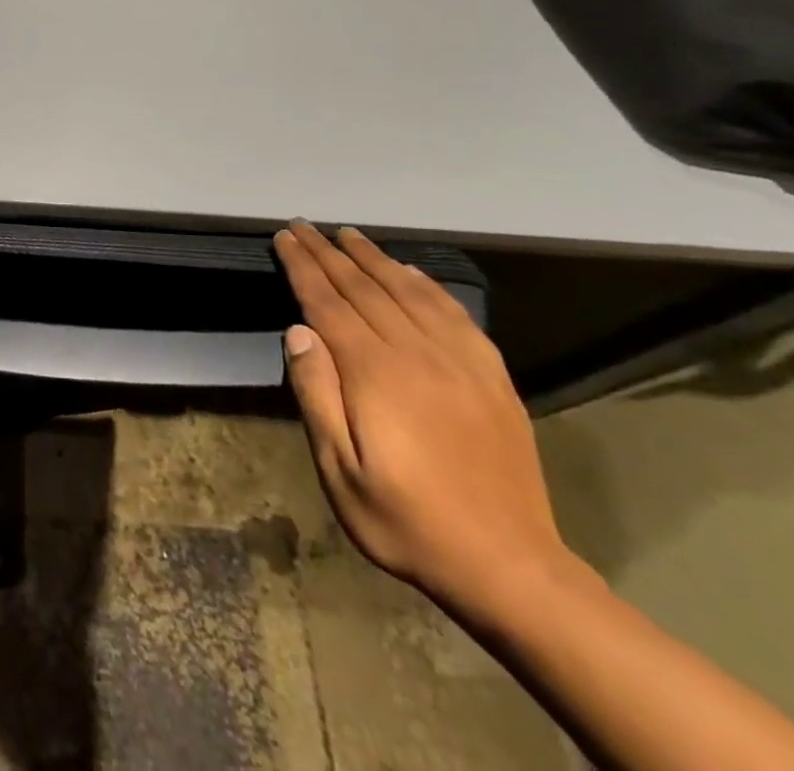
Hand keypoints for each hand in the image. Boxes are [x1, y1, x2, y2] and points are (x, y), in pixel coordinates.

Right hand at [273, 221, 569, 620]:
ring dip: (374, 258)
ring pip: (408, 291)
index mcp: (374, 373)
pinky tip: (410, 272)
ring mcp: (460, 363)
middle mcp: (417, 354)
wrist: (510, 568)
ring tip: (348, 235)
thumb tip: (297, 331)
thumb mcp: (338, 469)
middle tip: (304, 225)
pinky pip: (454, 314)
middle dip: (328, 253)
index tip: (283, 238)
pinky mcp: (491, 377)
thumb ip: (316, 394)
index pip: (327, 302)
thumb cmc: (405, 520)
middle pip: (363, 288)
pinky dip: (426, 284)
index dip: (302, 267)